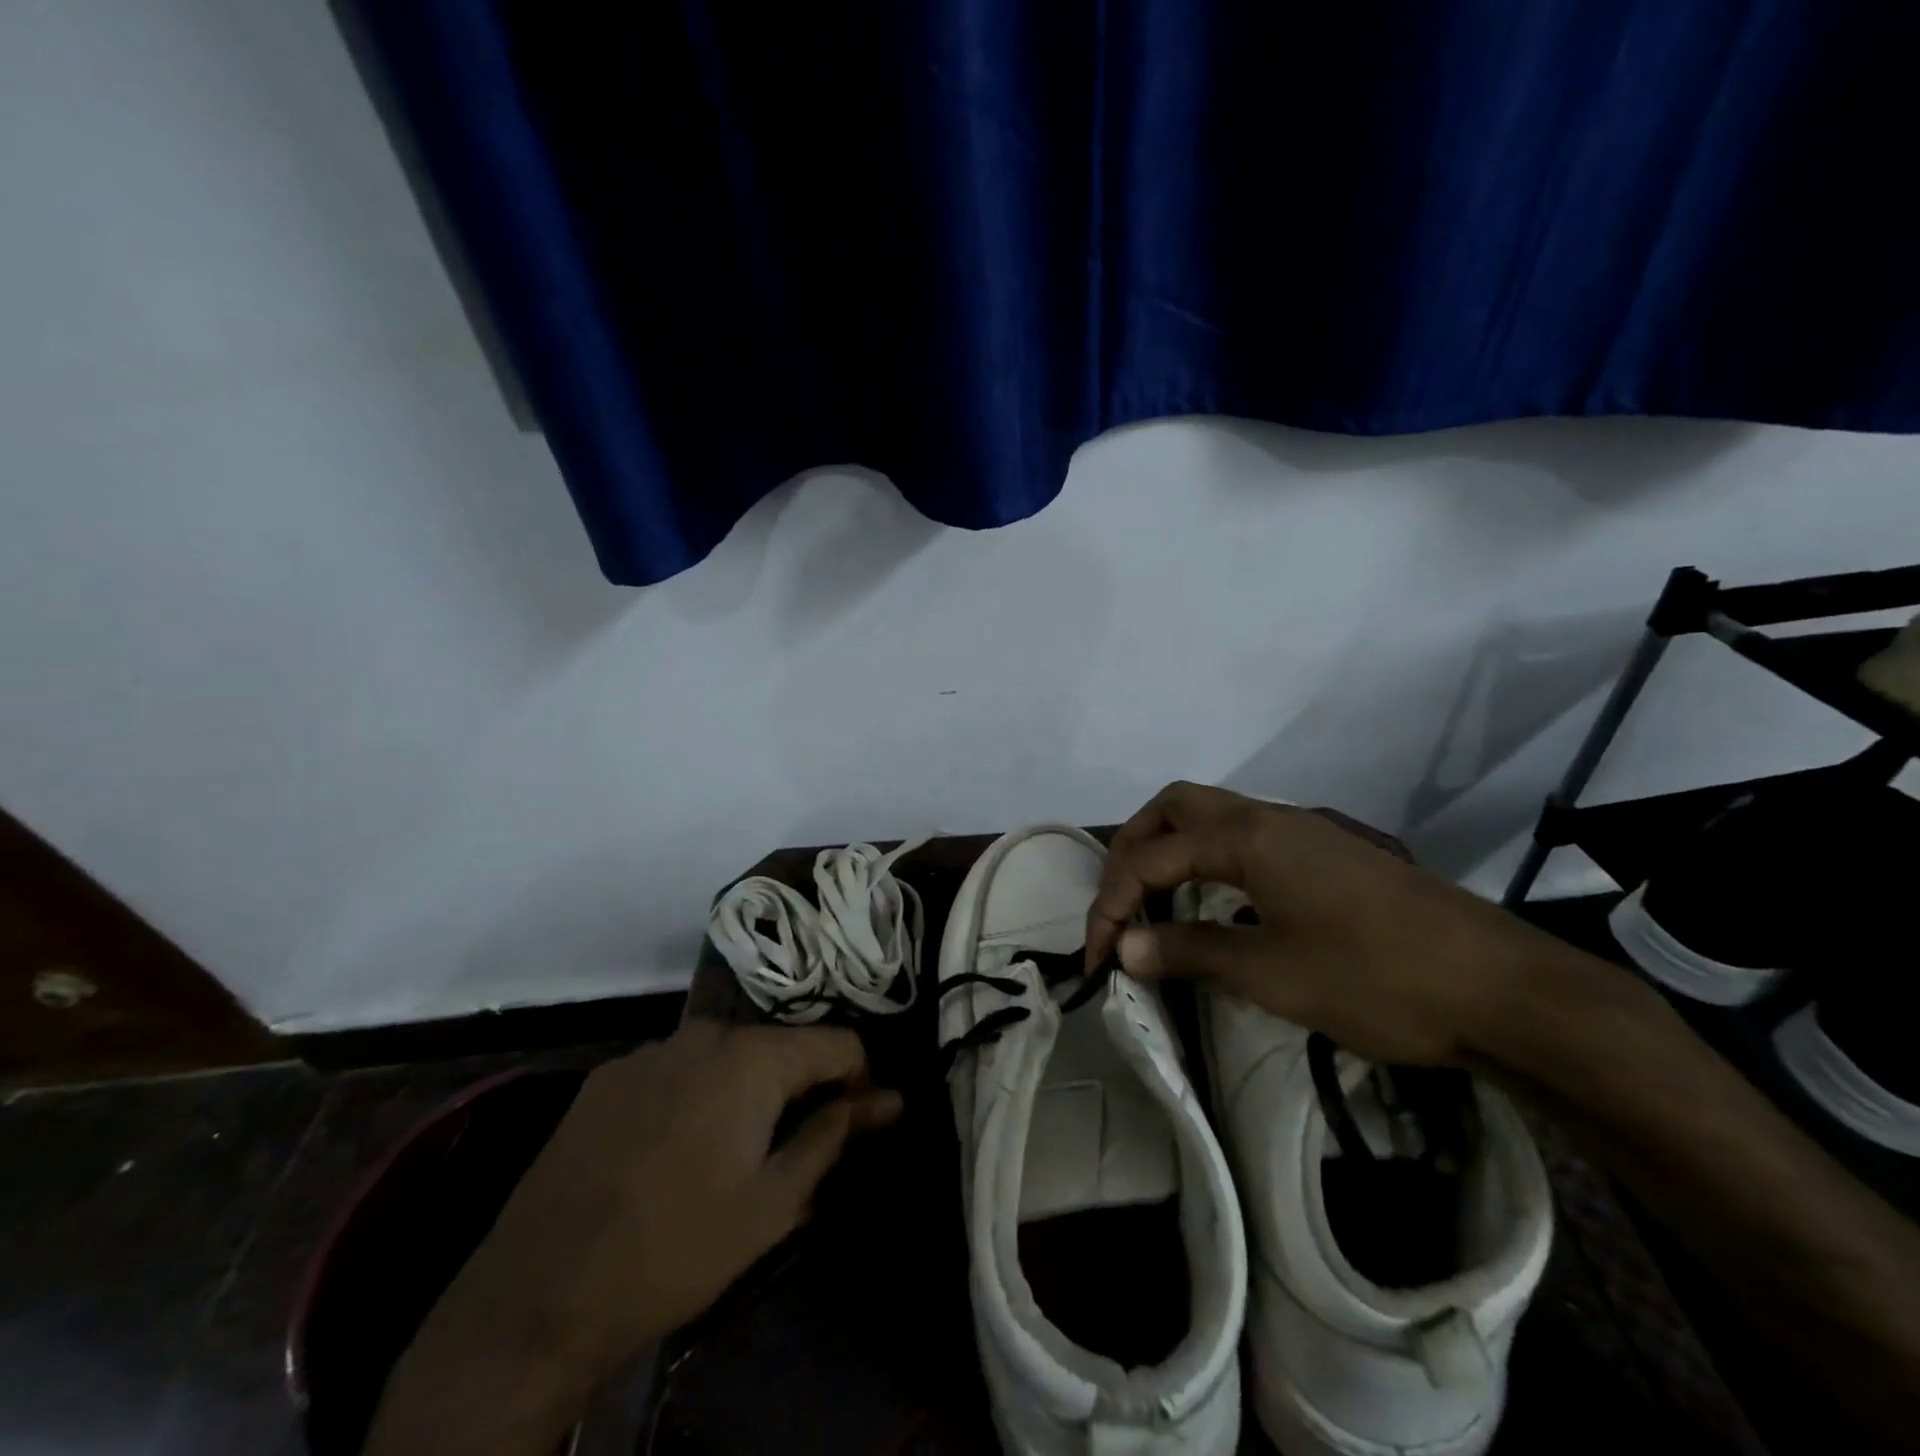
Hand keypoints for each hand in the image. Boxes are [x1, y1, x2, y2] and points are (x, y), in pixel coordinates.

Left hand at [368, 1022, 899, 1455]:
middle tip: (795, 1147)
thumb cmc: (678, 1248)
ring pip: (726, 1055)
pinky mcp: (609, 1074)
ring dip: (746, 1089)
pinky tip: (675, 1148)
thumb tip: (890, 1098)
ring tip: (734, 1150)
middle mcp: (704, 1032)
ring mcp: (651, 1048)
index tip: (859, 1121)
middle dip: (799, 1085)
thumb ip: (835, 1135)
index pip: (837, 1041)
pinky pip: (676, 1069)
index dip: (859, 1079)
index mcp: (753, 1057)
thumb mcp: (774, 1201)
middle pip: (779, 1045)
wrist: (539, 1294)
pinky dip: (695, 1094)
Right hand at [1085, 782, 1586, 1065]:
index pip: (1152, 858)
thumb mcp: (1272, 974)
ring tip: (1155, 903)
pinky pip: (1246, 840)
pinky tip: (1217, 908)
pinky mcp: (1329, 855)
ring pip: (1213, 819)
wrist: (1505, 990)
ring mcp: (1304, 833)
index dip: (1112, 905)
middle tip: (1119, 904)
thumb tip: (1126, 949)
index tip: (1098, 958)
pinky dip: (1210, 862)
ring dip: (1171, 851)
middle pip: (1176, 808)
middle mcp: (1270, 819)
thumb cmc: (1377, 979)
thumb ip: (1190, 952)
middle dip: (1133, 850)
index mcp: (1248, 837)